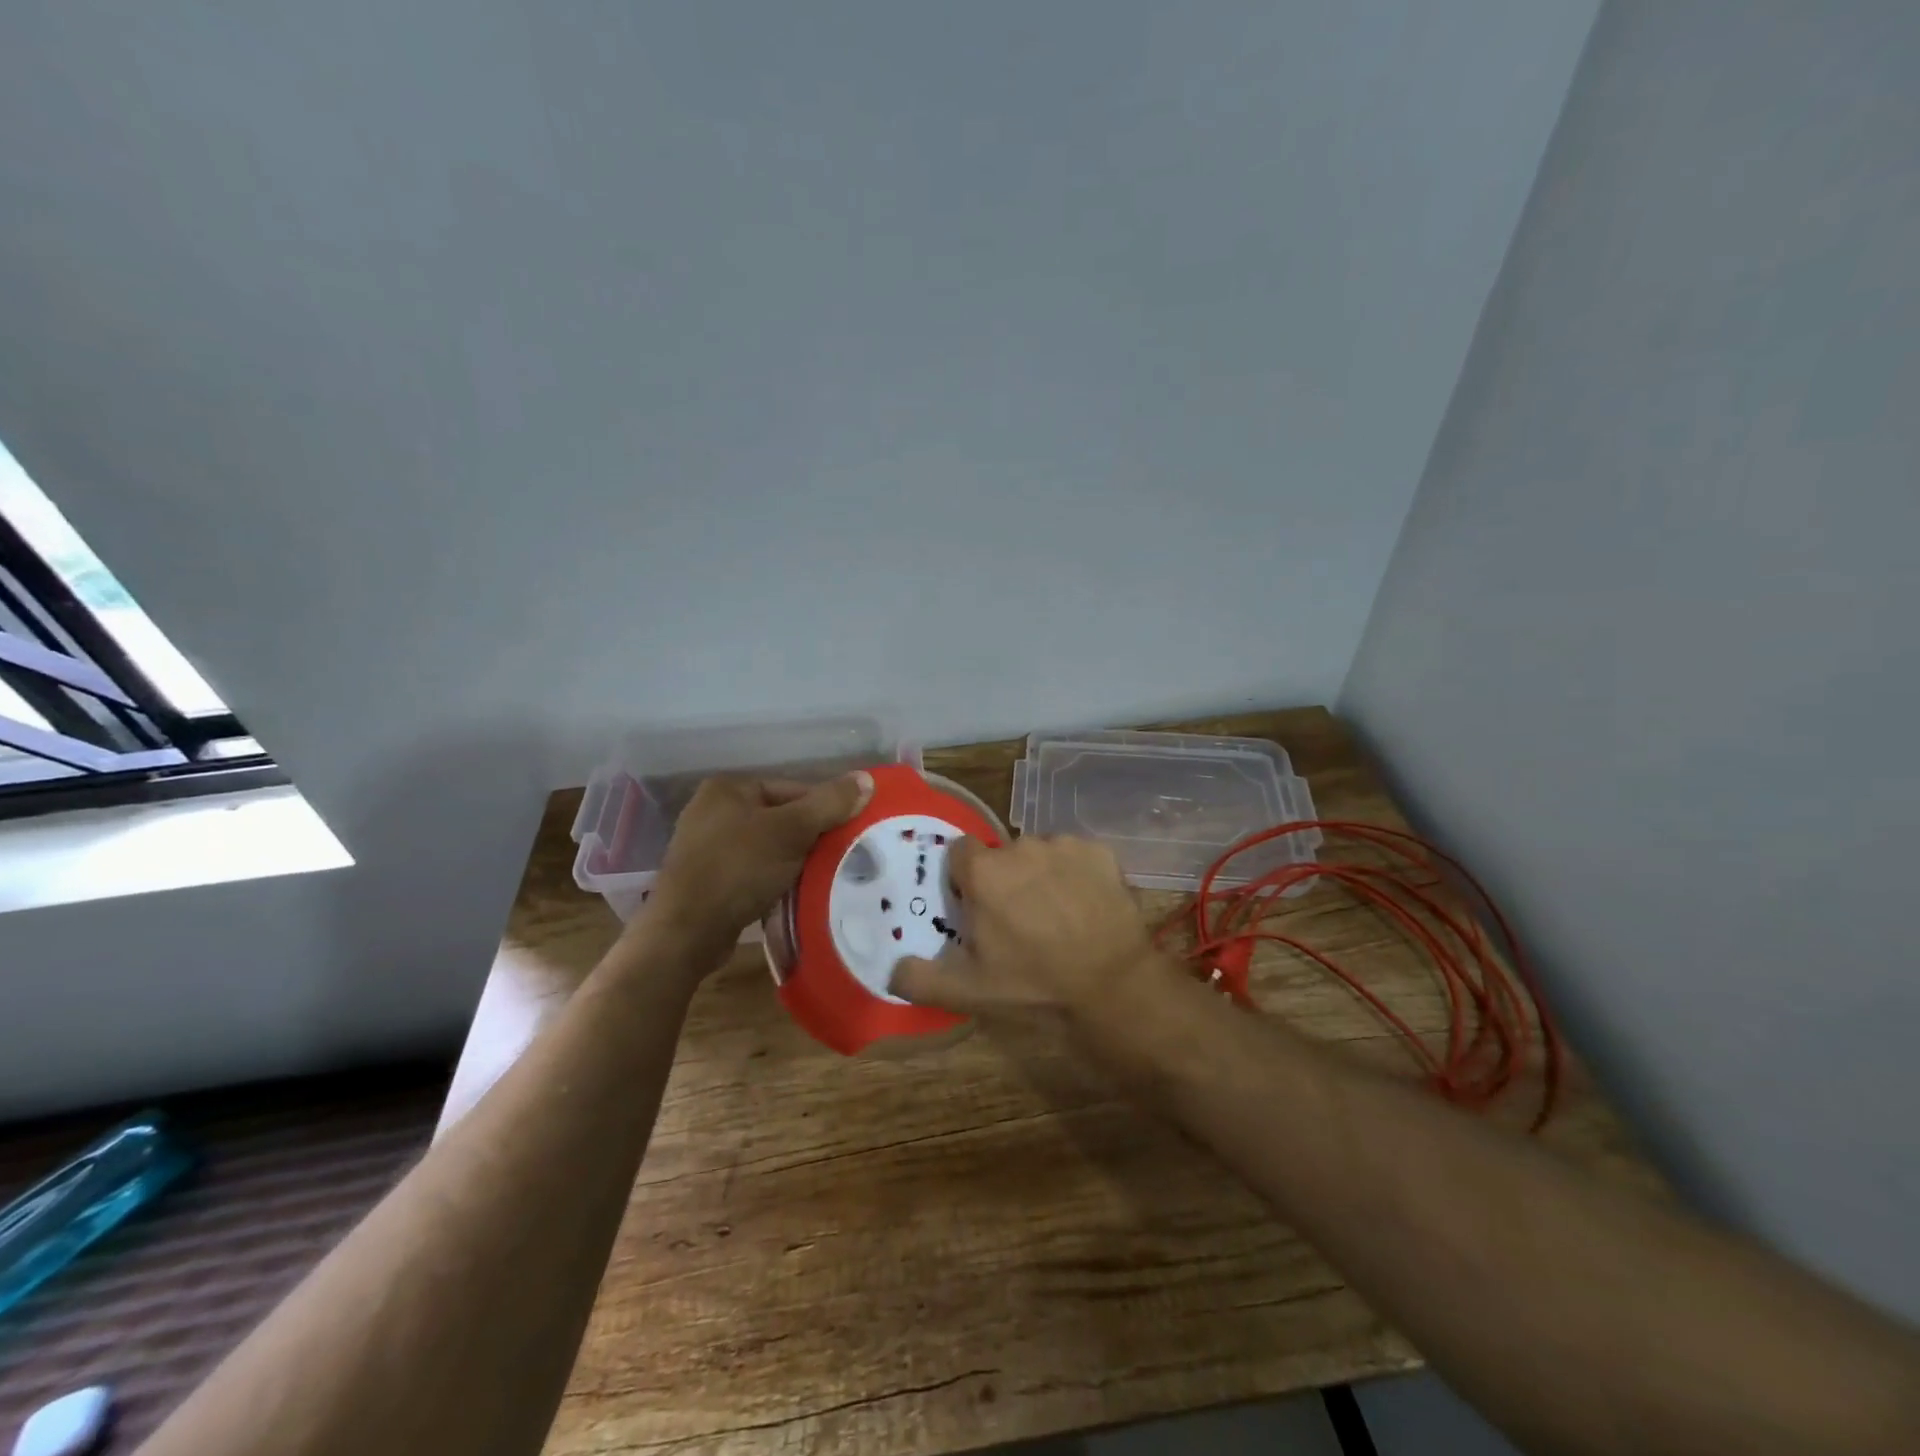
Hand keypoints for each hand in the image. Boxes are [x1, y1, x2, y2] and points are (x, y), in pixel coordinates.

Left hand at [647, 771, 873, 950]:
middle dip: (811, 839)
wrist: (686, 933)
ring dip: (795, 862)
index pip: (794, 790)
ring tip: (822, 878)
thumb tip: (867, 779)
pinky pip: (753, 871)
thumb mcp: (791, 831)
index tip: (851, 833)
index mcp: (729, 788)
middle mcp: (714, 810)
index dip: (826, 810)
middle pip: (782, 818)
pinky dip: (774, 880)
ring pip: (769, 847)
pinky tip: (792, 894)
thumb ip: (829, 803)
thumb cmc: (738, 869)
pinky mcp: (707, 880)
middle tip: (841, 858)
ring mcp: (707, 847)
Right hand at [889, 835, 1161, 1021]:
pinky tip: (1085, 906)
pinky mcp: (1099, 852)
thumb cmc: (1034, 985)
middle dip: (1004, 880)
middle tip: (1019, 921)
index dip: (965, 880)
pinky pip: (1076, 856)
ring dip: (1040, 875)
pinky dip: (1076, 874)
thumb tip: (891, 968)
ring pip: (1039, 854)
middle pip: (1001, 855)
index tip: (977, 909)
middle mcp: (1020, 846)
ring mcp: (1063, 845)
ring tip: (1057, 915)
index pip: (959, 854)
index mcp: (983, 872)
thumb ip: (920, 978)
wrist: (1112, 986)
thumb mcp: (968, 991)